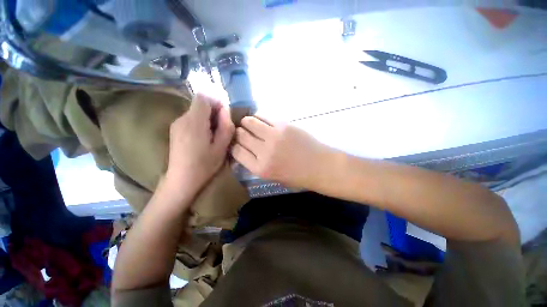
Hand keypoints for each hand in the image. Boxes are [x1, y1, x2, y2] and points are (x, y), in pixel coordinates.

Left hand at [165, 93, 234, 195]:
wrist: (182, 179)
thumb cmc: (205, 164)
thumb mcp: (222, 146)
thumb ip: (226, 126)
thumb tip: (225, 110)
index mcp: (194, 121)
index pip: (203, 97)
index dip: (216, 102)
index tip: (224, 115)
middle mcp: (182, 118)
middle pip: (199, 104)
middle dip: (214, 111)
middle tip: (222, 128)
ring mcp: (177, 124)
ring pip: (196, 111)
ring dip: (208, 118)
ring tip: (214, 135)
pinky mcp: (175, 130)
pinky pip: (191, 119)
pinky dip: (201, 123)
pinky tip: (204, 138)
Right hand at [231, 116, 331, 187]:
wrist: (320, 167)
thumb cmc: (297, 176)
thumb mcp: (272, 177)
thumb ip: (256, 165)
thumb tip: (244, 150)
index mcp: (260, 169)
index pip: (236, 151)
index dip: (234, 145)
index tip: (238, 143)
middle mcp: (264, 152)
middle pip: (240, 135)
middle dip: (240, 133)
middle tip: (245, 133)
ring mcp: (274, 137)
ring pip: (249, 122)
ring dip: (247, 122)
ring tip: (252, 125)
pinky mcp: (283, 125)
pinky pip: (264, 116)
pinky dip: (260, 117)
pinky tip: (263, 121)